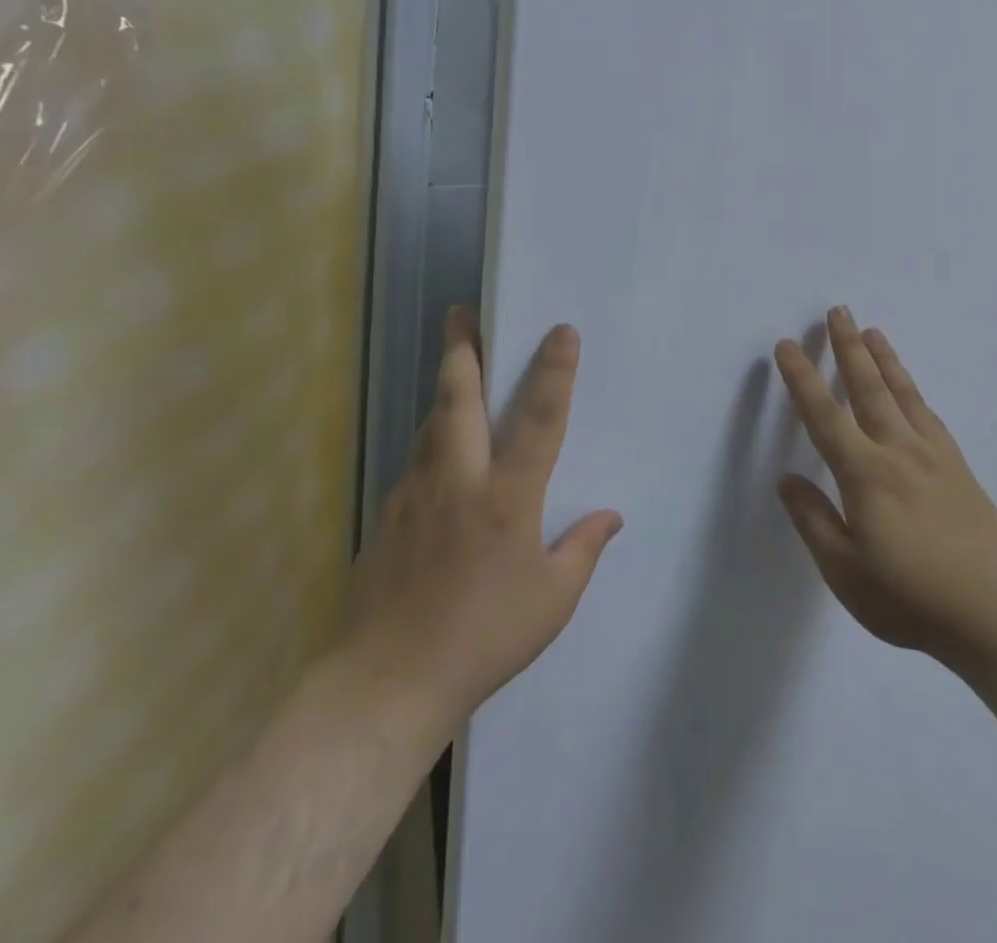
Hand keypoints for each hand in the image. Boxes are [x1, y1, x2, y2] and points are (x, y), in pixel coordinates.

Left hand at [338, 308, 622, 731]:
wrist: (385, 684)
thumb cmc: (483, 640)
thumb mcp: (551, 602)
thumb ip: (582, 550)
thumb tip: (611, 516)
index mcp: (506, 498)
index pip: (539, 420)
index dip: (554, 372)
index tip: (562, 331)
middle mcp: (458, 481)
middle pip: (459, 398)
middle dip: (463, 349)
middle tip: (461, 312)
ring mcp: (415, 494)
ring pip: (431, 423)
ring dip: (446, 389)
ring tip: (457, 365)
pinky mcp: (387, 514)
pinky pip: (416, 460)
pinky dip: (432, 439)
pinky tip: (441, 452)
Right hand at [773, 306, 996, 666]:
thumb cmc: (911, 598)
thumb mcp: (846, 573)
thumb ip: (814, 521)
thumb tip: (787, 479)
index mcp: (865, 475)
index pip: (824, 415)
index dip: (802, 379)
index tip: (788, 346)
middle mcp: (898, 451)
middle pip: (868, 388)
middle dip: (848, 348)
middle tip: (838, 311)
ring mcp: (933, 455)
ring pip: (902, 393)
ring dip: (883, 359)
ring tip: (871, 331)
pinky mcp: (958, 466)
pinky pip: (929, 414)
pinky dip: (913, 390)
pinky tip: (909, 387)